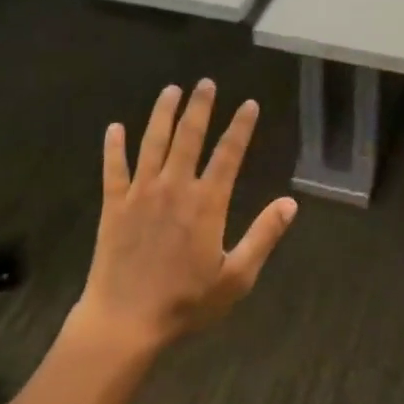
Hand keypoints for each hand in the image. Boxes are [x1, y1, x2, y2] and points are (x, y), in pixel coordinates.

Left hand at [77, 79, 296, 353]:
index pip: (228, 154)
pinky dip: (114, 146)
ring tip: (170, 90)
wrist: (125, 321)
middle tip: (205, 83)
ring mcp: (141, 193)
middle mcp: (174, 187)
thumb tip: (290, 203)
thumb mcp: (236, 276)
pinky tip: (114, 128)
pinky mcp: (113, 205)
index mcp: (207, 203)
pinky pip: (114, 168)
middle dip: (200, 107)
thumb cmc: (186, 303)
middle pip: (189, 136)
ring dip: (162, 114)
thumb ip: (263, 236)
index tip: (249, 104)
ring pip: (153, 142)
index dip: (240, 127)